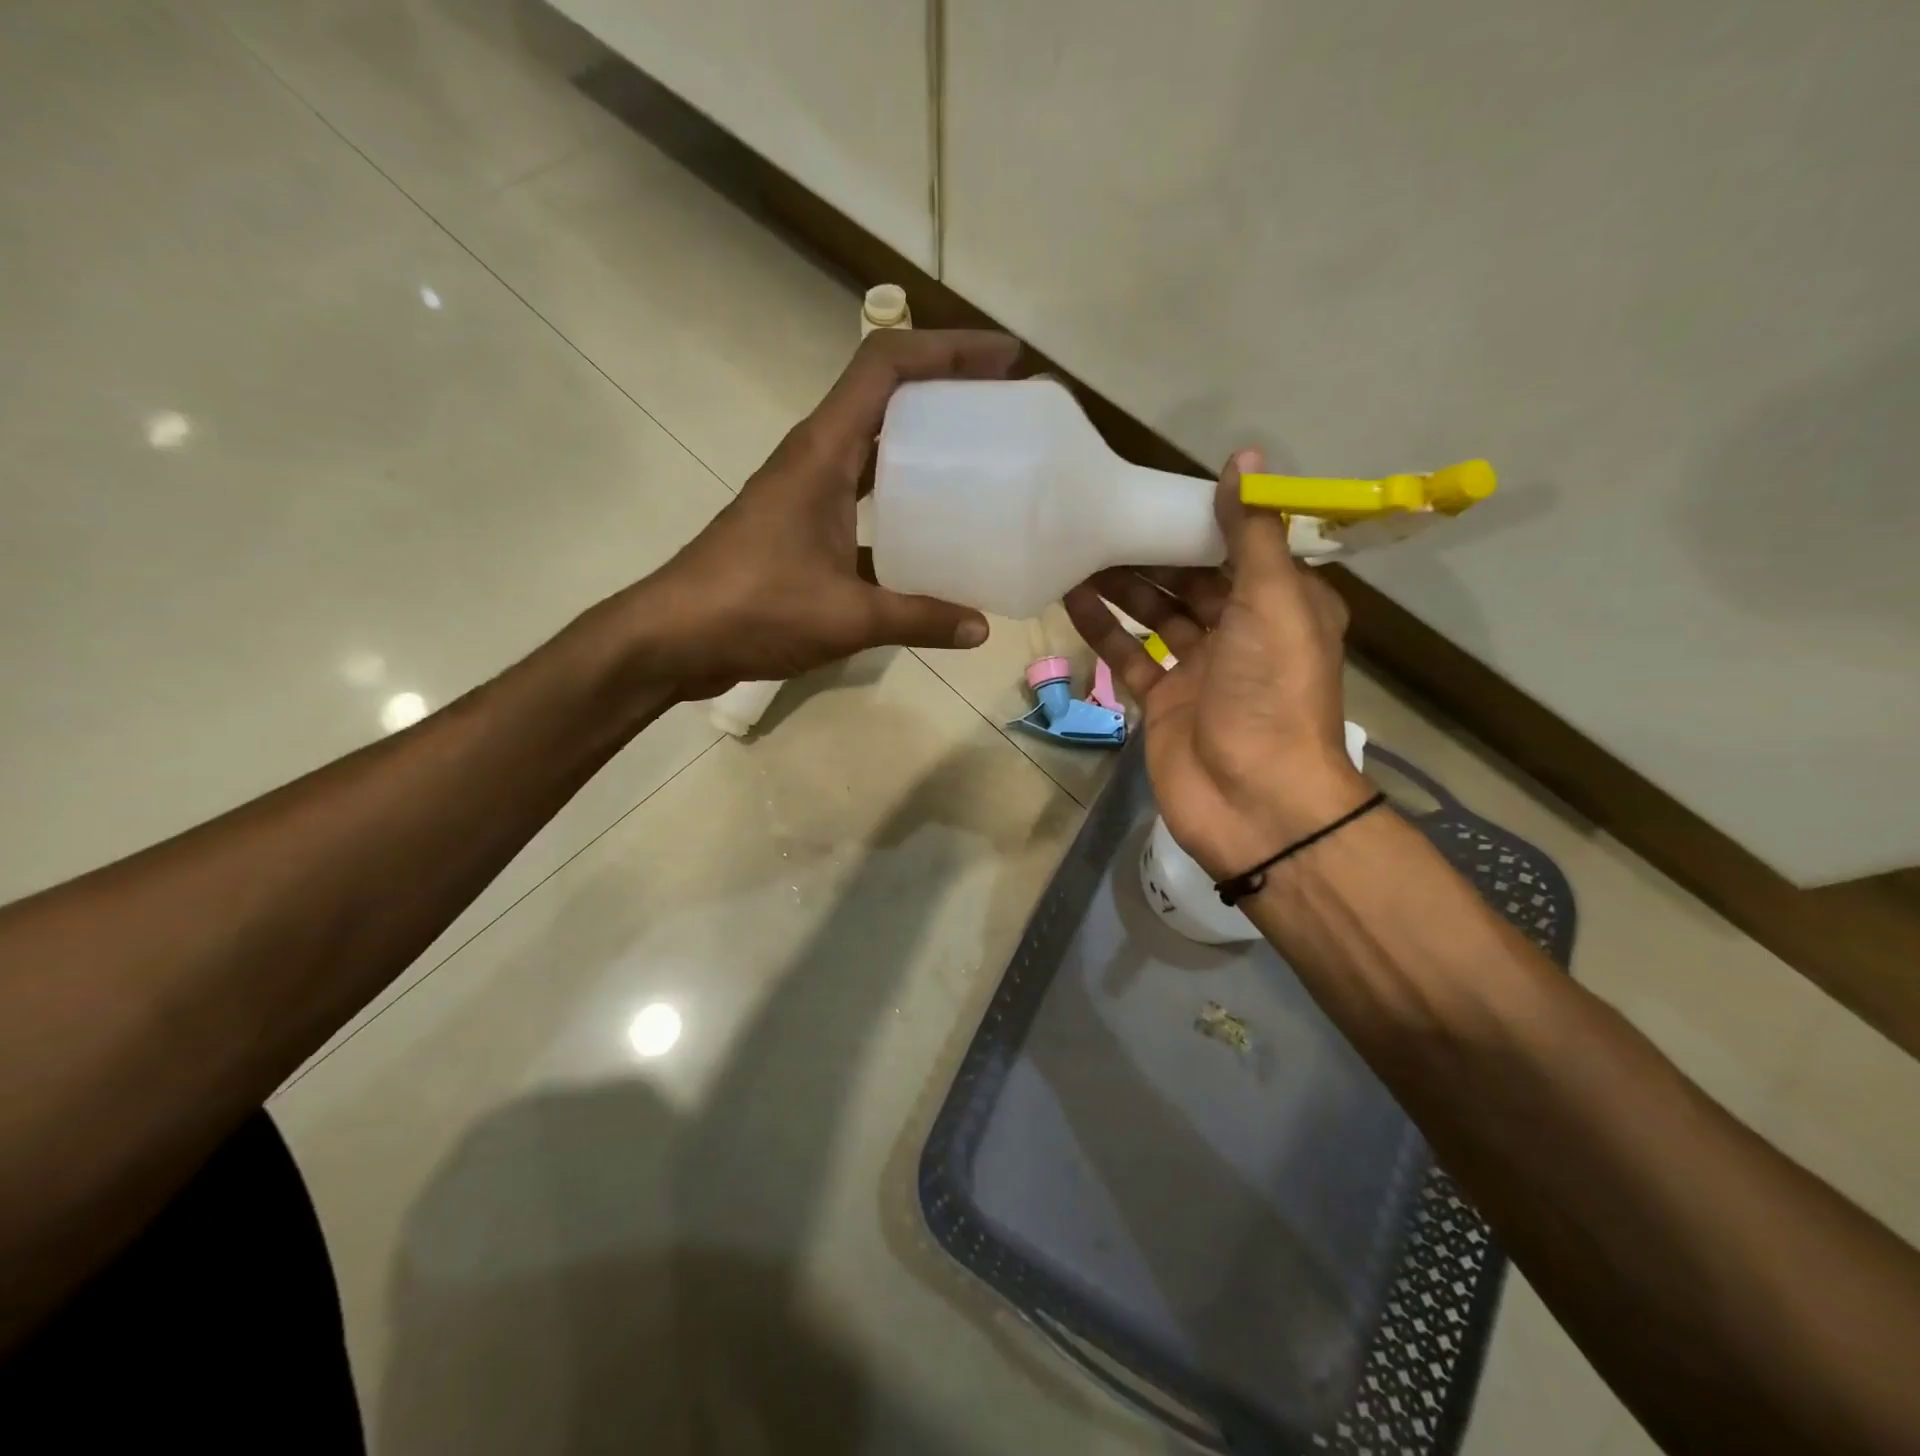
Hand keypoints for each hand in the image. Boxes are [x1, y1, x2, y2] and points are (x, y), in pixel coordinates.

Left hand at [628, 329, 1020, 693]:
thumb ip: (919, 619)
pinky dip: (899, 510)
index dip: (948, 349)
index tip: (1005, 360)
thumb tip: (980, 630)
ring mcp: (805, 494)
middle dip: (946, 392)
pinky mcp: (801, 530)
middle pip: (886, 397)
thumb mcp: (847, 616)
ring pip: (875, 451)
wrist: (673, 638)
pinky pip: (862, 502)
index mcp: (823, 452)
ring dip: (923, 448)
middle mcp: (815, 459)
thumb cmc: (754, 608)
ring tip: (979, 467)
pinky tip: (932, 542)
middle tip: (1003, 411)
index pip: (886, 365)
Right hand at [1063, 449, 1370, 878]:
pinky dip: (1103, 628)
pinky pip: (1129, 655)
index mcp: (1282, 606)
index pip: (1239, 549)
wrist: (1253, 801)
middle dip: (1151, 552)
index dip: (1201, 520)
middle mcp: (1242, 633)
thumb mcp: (1272, 603)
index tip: (1157, 489)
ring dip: (1122, 586)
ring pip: (1155, 615)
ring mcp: (1199, 669)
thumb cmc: (1271, 693)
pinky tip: (1071, 597)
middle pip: (1191, 581)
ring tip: (1078, 549)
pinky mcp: (1162, 700)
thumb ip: (1251, 534)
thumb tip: (1245, 458)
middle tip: (1102, 518)